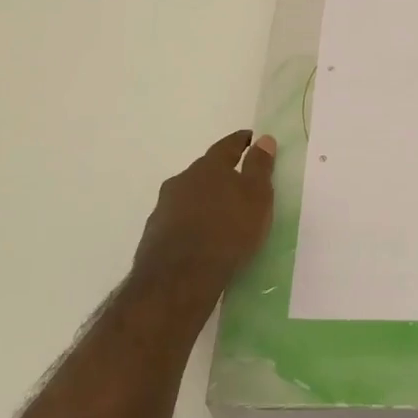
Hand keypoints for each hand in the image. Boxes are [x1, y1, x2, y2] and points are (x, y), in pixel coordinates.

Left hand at [131, 130, 276, 310]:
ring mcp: (164, 208)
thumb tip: (264, 139)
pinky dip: (190, 224)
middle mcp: (182, 180)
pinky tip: (199, 240)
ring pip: (188, 196)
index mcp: (209, 167)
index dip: (241, 141)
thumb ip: (260, 167)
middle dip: (220, 174)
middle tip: (236, 183)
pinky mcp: (154, 235)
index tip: (250, 139)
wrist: (180, 278)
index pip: (227, 145)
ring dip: (202, 201)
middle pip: (204, 171)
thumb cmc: (228, 231)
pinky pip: (177, 222)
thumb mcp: (256, 197)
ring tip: (218, 216)